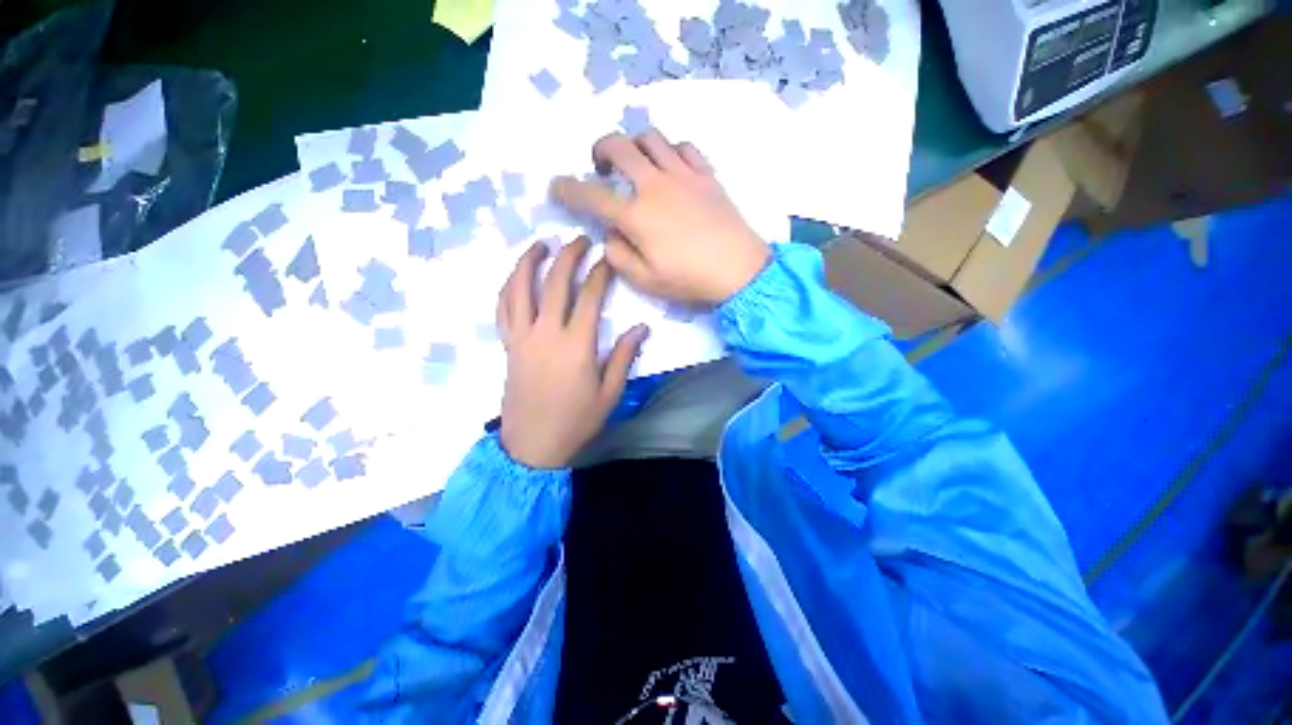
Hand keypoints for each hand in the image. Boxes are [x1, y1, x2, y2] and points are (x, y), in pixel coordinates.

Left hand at [497, 237, 649, 468]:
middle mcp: (545, 333)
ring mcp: (521, 337)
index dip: (600, 273)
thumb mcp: (609, 393)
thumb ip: (624, 356)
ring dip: (529, 261)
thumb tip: (641, 327)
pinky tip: (516, 277)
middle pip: (555, 283)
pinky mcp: (508, 345)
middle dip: (569, 255)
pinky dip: (508, 287)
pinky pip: (502, 309)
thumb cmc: (576, 421)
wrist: (532, 445)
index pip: (589, 297)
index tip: (608, 258)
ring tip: (541, 244)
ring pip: (520, 289)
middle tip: (580, 240)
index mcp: (576, 345)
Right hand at [551, 129, 770, 304]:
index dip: (567, 189)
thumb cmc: (689, 279)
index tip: (556, 187)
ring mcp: (683, 175)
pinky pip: (683, 146)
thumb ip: (619, 256)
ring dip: (635, 145)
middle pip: (619, 146)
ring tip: (636, 164)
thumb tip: (610, 234)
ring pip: (651, 138)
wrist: (738, 269)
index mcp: (636, 216)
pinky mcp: (705, 174)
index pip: (591, 196)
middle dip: (600, 150)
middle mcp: (655, 186)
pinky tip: (669, 166)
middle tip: (601, 168)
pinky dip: (670, 150)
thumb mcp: (645, 280)